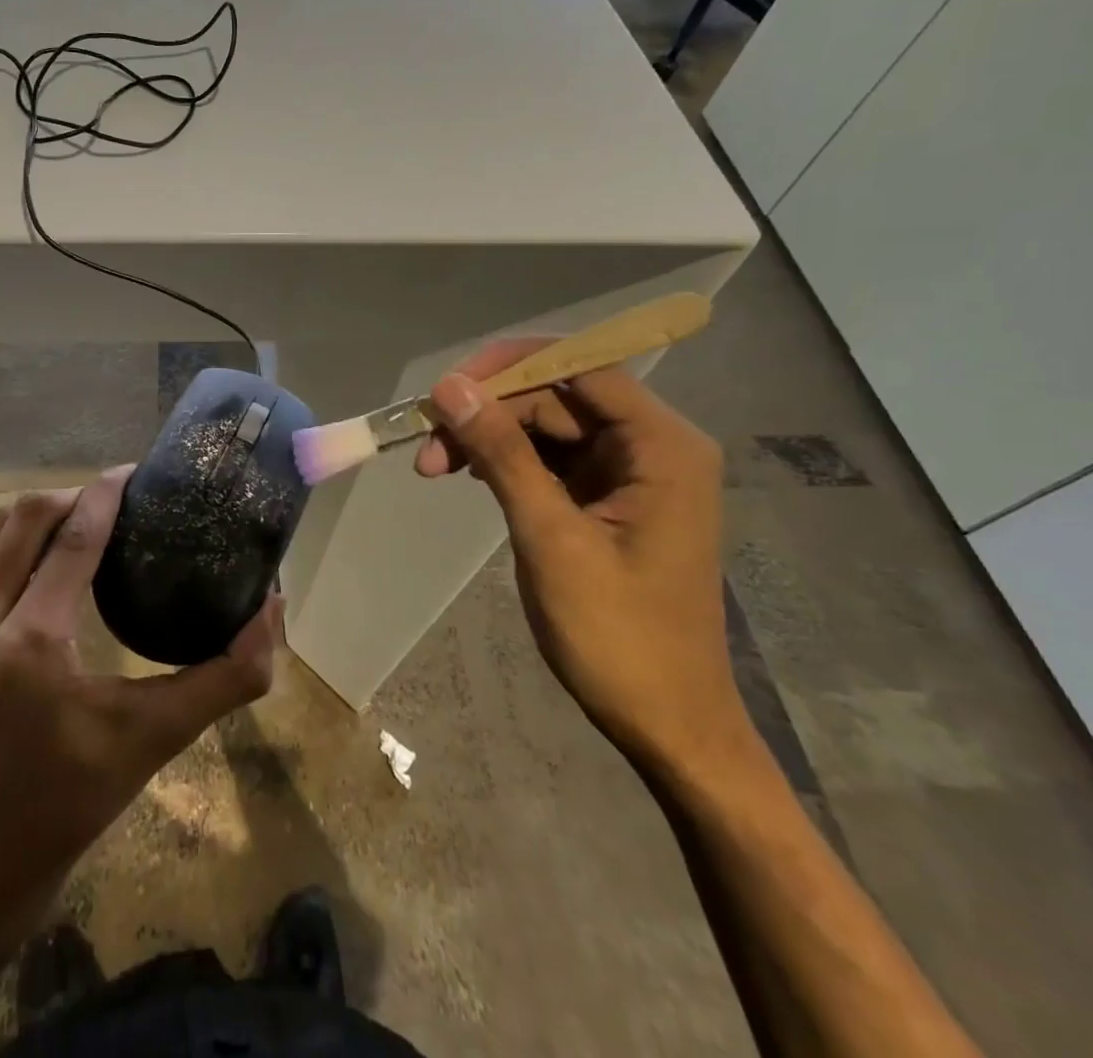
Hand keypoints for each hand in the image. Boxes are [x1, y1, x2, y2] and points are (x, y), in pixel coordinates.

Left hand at [0, 467, 281, 951]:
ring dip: (34, 515)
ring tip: (72, 524)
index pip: (75, 537)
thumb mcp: (160, 734)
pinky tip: (11, 550)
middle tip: (112, 502)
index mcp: (32, 645)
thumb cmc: (80, 792)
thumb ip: (227, 675)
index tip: (135, 473)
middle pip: (27, 517)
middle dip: (75, 497)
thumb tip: (274, 608)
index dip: (108, 493)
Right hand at [416, 343, 743, 776]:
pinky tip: (465, 474)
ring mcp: (627, 474)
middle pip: (556, 396)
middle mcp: (650, 447)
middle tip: (425, 443)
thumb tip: (451, 387)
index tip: (448, 388)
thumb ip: (502, 453)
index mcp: (662, 446)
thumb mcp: (550, 536)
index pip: (580, 368)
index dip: (510, 366)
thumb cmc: (618, 635)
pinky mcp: (605, 499)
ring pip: (544, 426)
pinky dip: (504, 462)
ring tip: (432, 466)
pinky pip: (547, 459)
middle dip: (488, 411)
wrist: (667, 725)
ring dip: (487, 437)